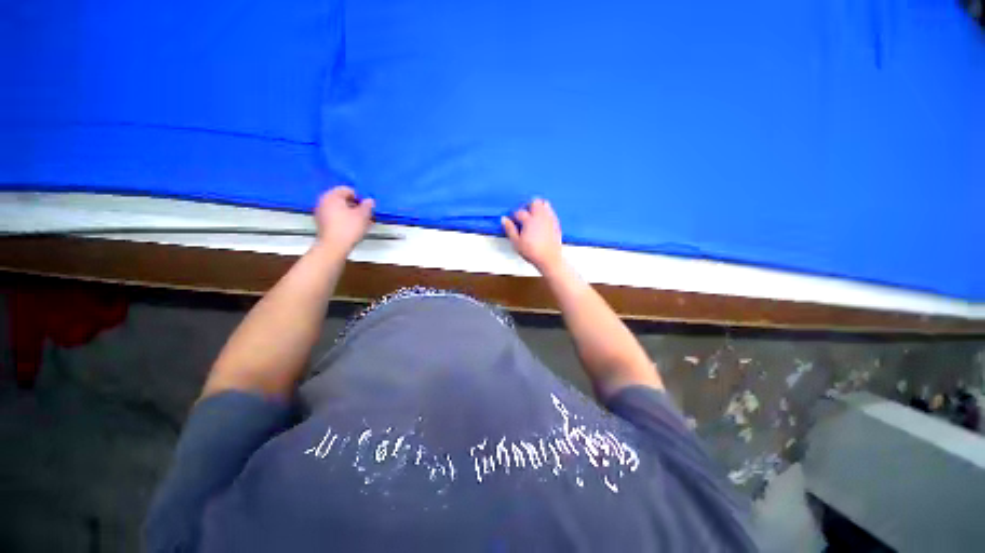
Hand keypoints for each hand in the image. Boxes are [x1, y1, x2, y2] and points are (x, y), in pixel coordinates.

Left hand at [314, 186, 374, 255]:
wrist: (334, 246)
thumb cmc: (349, 228)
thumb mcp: (363, 215)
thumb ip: (367, 205)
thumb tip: (369, 201)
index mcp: (332, 196)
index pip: (348, 190)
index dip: (360, 198)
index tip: (367, 207)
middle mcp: (323, 202)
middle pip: (343, 200)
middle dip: (356, 207)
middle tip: (366, 215)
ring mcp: (321, 213)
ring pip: (340, 210)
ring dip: (352, 214)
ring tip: (363, 223)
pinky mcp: (322, 224)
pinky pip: (336, 218)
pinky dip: (345, 221)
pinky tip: (354, 228)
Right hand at [501, 198, 562, 271]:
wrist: (549, 258)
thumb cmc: (531, 252)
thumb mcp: (516, 243)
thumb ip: (510, 229)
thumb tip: (504, 219)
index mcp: (529, 220)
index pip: (520, 212)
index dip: (515, 215)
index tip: (513, 220)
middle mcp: (540, 216)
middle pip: (535, 202)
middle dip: (528, 206)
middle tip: (525, 214)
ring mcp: (549, 218)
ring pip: (545, 204)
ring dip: (539, 207)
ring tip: (534, 216)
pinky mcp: (556, 223)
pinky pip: (551, 211)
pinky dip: (546, 212)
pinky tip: (543, 220)